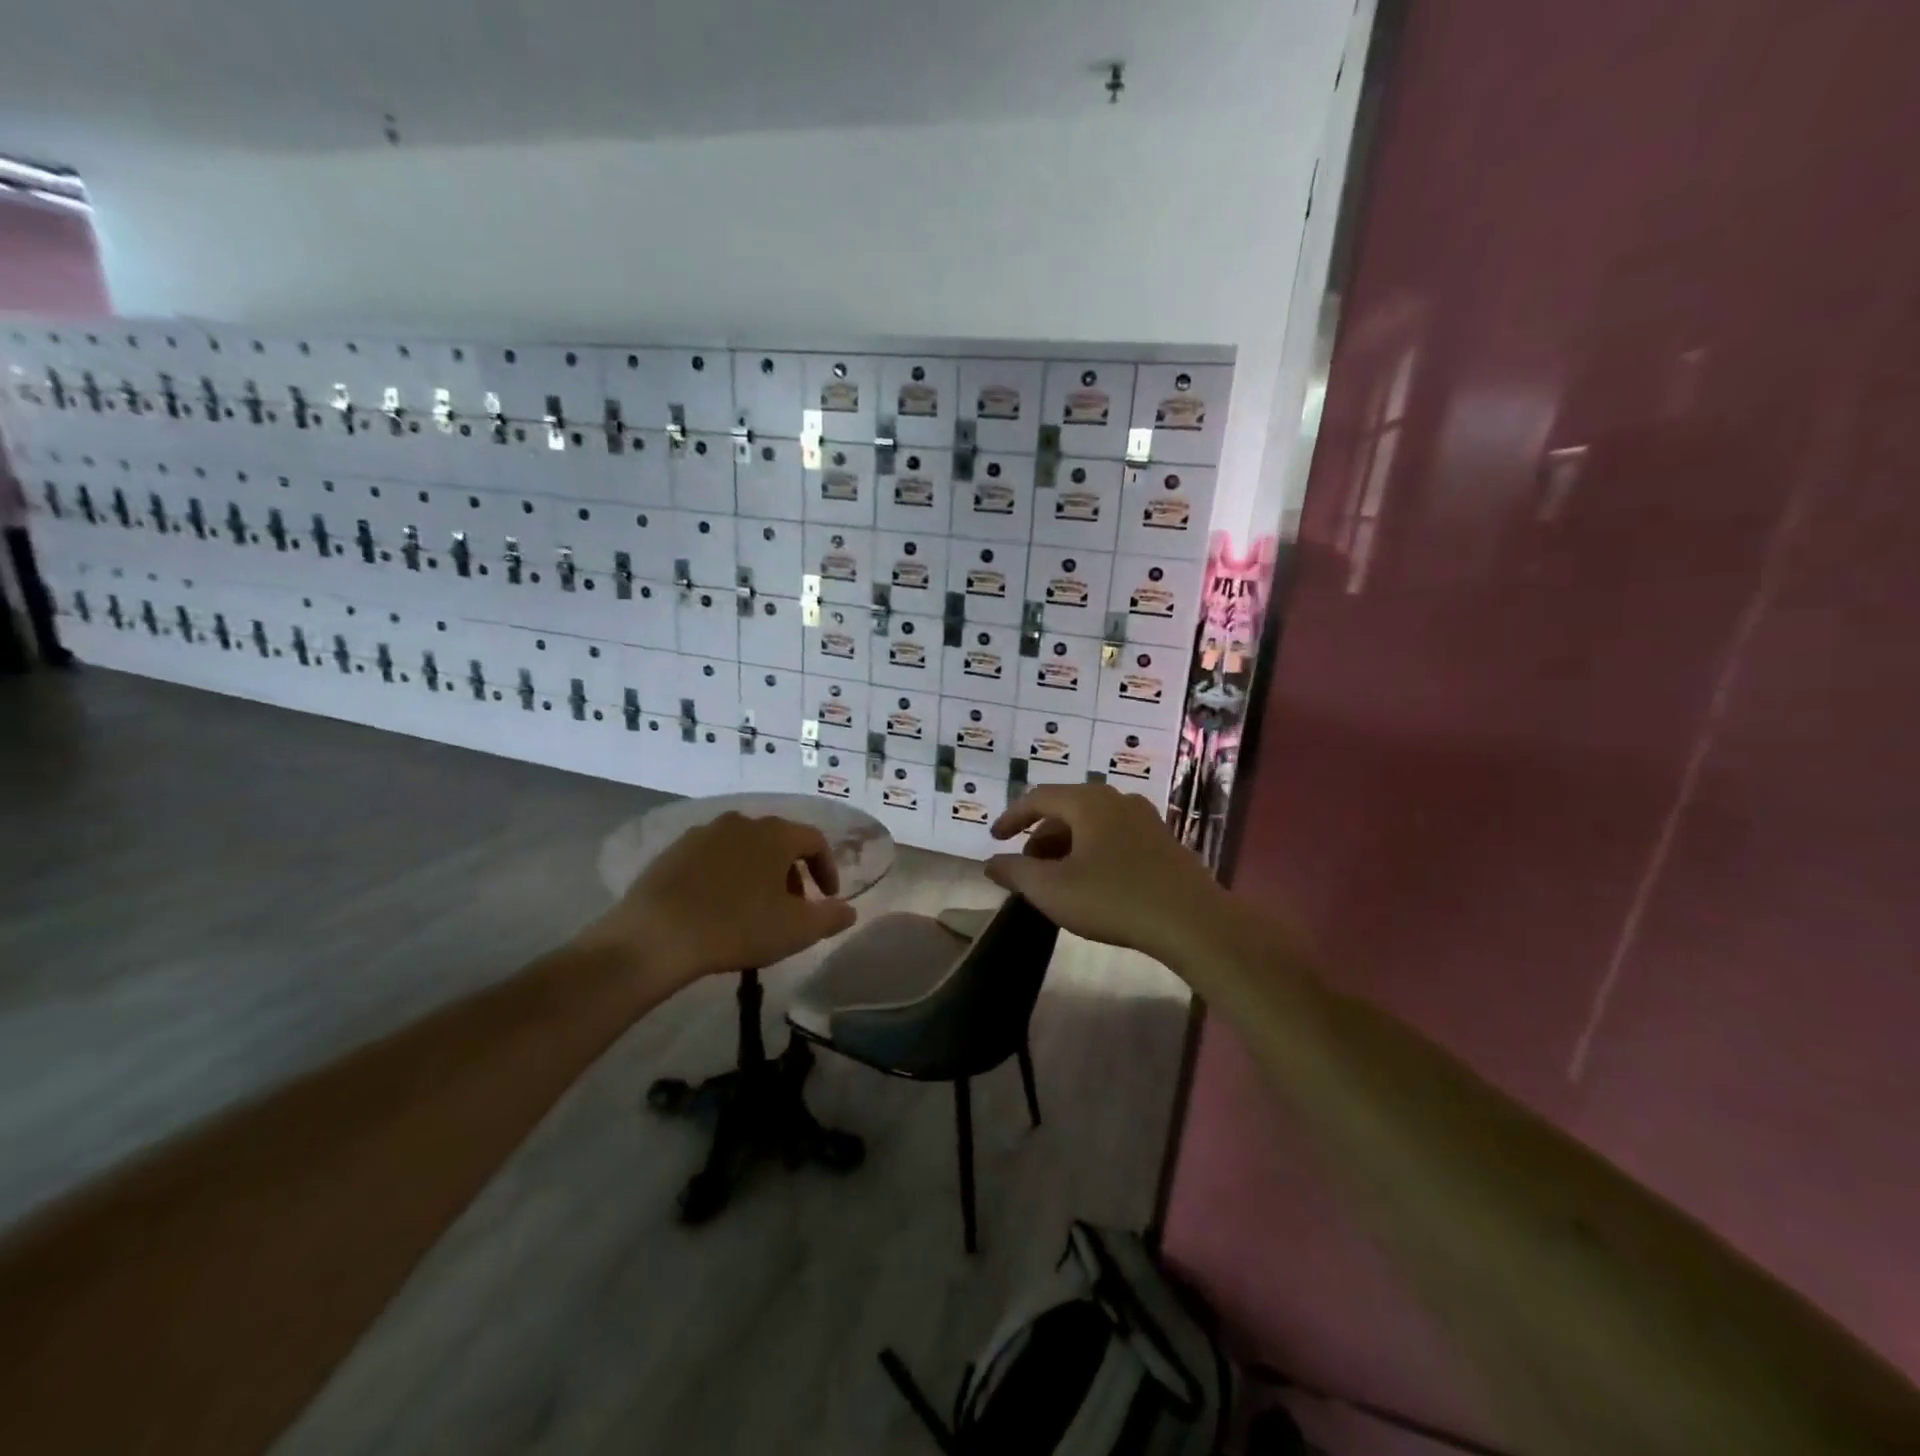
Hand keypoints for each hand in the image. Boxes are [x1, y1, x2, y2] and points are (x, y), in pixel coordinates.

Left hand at [580, 813, 857, 991]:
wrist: (656, 936)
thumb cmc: (737, 927)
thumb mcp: (796, 929)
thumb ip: (831, 917)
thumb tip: (850, 911)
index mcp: (775, 833)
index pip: (815, 840)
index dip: (827, 869)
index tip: (827, 898)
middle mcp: (742, 822)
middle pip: (779, 841)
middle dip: (792, 872)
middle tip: (793, 906)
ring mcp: (704, 832)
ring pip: (745, 847)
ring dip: (759, 872)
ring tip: (755, 907)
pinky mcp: (674, 850)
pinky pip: (714, 857)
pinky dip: (727, 874)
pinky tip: (718, 905)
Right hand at [986, 783, 1230, 964]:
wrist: (1193, 921)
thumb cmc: (1114, 899)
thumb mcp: (1053, 889)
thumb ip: (1016, 872)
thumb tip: (991, 863)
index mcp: (1088, 801)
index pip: (1038, 797)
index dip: (1012, 817)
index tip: (995, 838)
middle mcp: (1117, 799)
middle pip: (1066, 809)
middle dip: (1040, 836)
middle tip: (1027, 867)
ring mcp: (1145, 819)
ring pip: (1092, 824)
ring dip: (1067, 846)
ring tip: (1057, 879)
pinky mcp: (1163, 841)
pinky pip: (1115, 836)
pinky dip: (1092, 851)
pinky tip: (1093, 882)